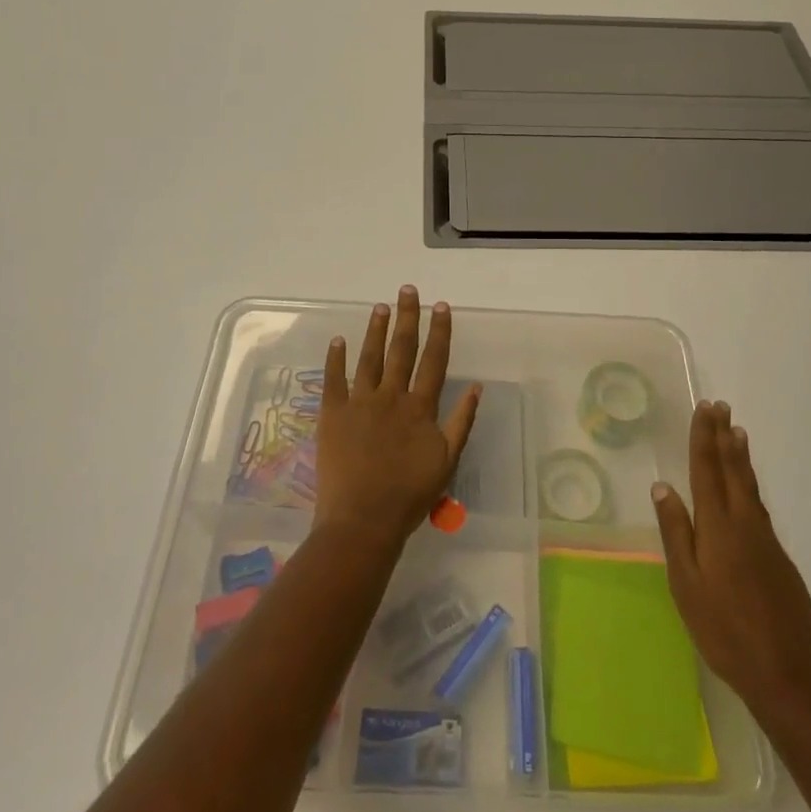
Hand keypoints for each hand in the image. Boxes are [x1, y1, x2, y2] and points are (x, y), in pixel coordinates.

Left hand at [314, 287, 481, 546]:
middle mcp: (391, 396)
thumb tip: (477, 386)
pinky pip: (334, 380)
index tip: (441, 306)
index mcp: (419, 408)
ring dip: (375, 330)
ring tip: (380, 306)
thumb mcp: (447, 461)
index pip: (433, 361)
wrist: (362, 521)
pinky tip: (338, 340)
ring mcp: (359, 403)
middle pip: (401, 349)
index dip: (439, 332)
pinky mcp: (333, 415)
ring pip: (369, 357)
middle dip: (407, 317)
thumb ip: (462, 422)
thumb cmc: (409, 496)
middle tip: (407, 290)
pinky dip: (335, 359)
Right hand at [652, 400, 810, 713]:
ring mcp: (767, 541)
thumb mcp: (686, 585)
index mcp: (718, 527)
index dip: (703, 438)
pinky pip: (760, 508)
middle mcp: (745, 524)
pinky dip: (750, 484)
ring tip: (737, 432)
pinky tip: (747, 489)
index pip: (707, 470)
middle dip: (724, 437)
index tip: (704, 409)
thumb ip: (676, 533)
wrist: (789, 677)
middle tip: (721, 407)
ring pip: (750, 487)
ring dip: (741, 457)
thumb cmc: (725, 632)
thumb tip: (663, 487)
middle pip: (733, 470)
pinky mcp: (780, 560)